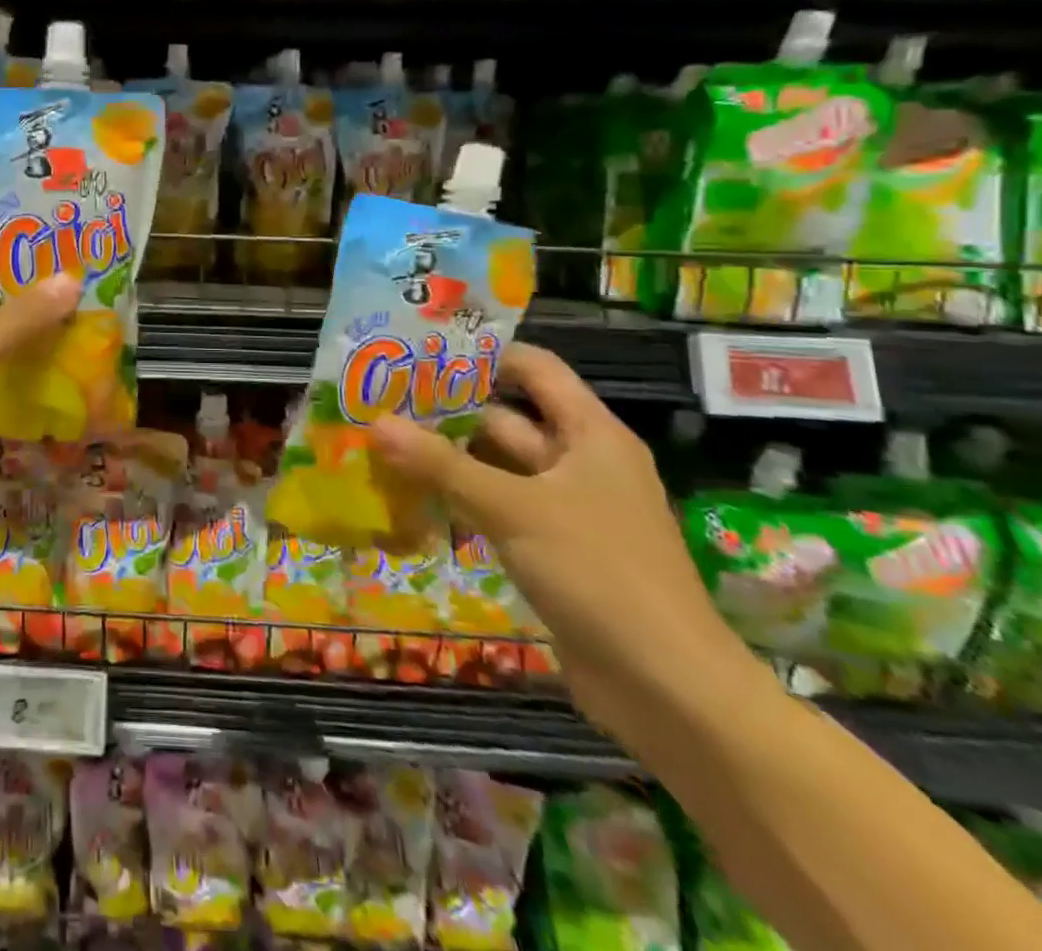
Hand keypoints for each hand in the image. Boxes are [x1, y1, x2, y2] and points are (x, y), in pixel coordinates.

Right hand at [371, 344, 748, 735]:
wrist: (669, 693)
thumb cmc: (601, 575)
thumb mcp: (514, 510)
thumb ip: (442, 465)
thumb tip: (375, 423)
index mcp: (589, 435)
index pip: (534, 369)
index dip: (482, 354)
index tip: (419, 351)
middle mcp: (578, 462)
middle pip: (505, 417)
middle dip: (446, 409)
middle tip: (380, 398)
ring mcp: (564, 509)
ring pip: (495, 467)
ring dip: (445, 458)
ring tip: (380, 441)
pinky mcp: (550, 549)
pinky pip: (496, 508)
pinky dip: (457, 499)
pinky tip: (408, 495)